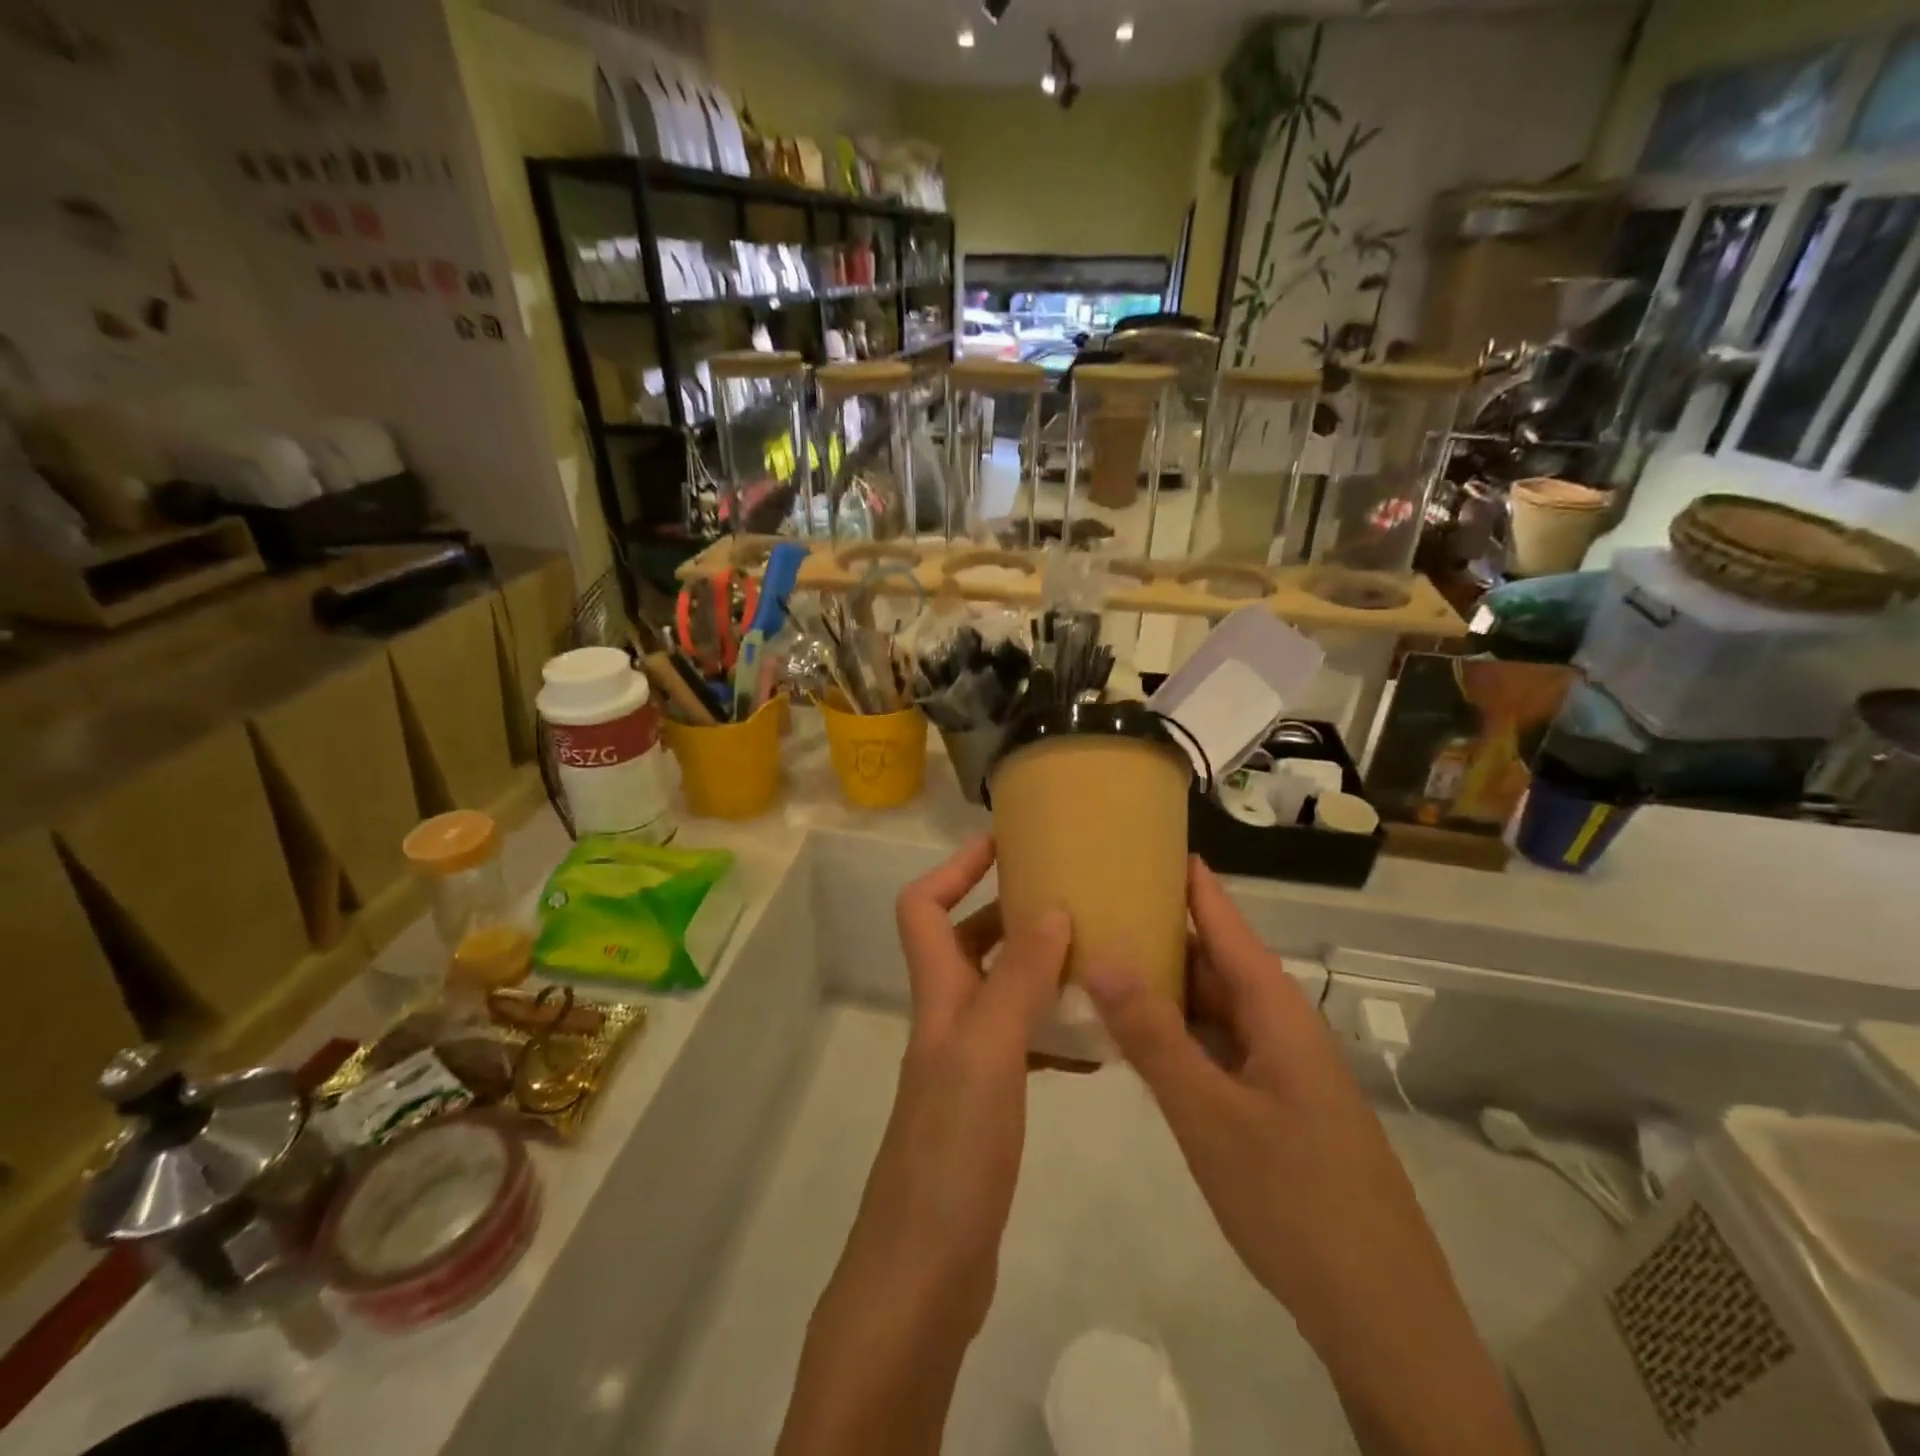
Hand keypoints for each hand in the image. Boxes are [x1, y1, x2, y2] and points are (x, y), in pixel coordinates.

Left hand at [778, 835, 1068, 1455]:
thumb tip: (1049, 908)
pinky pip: (1022, 1044)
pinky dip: (1053, 1028)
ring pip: (1000, 991)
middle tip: (1072, 897)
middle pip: (967, 942)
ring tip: (1096, 956)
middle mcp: (947, 1020)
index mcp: (938, 998)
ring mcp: (965, 1064)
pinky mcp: (986, 1106)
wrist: (923, 1276)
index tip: (1004, 843)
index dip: (955, 867)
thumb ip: (1016, 981)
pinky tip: (1096, 1038)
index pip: (922, 906)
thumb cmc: (951, 1156)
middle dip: (1010, 911)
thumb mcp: (988, 1055)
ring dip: (1039, 968)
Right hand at [1083, 858, 1529, 1455]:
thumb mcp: (1210, 1115)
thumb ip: (1154, 1035)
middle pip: (1214, 960)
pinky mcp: (1272, 1104)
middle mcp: (1279, 1026)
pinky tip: (1136, 1035)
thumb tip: (1103, 955)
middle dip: (1160, 929)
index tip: (1146, 839)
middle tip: (1096, 902)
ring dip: (1164, 984)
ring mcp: (1278, 1067)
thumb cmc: (1295, 1200)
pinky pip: (1216, 1047)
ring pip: (1213, 1007)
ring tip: (1102, 956)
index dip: (1190, 880)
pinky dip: (1176, 1032)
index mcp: (1275, 1010)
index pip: (1225, 921)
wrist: (1380, 1314)